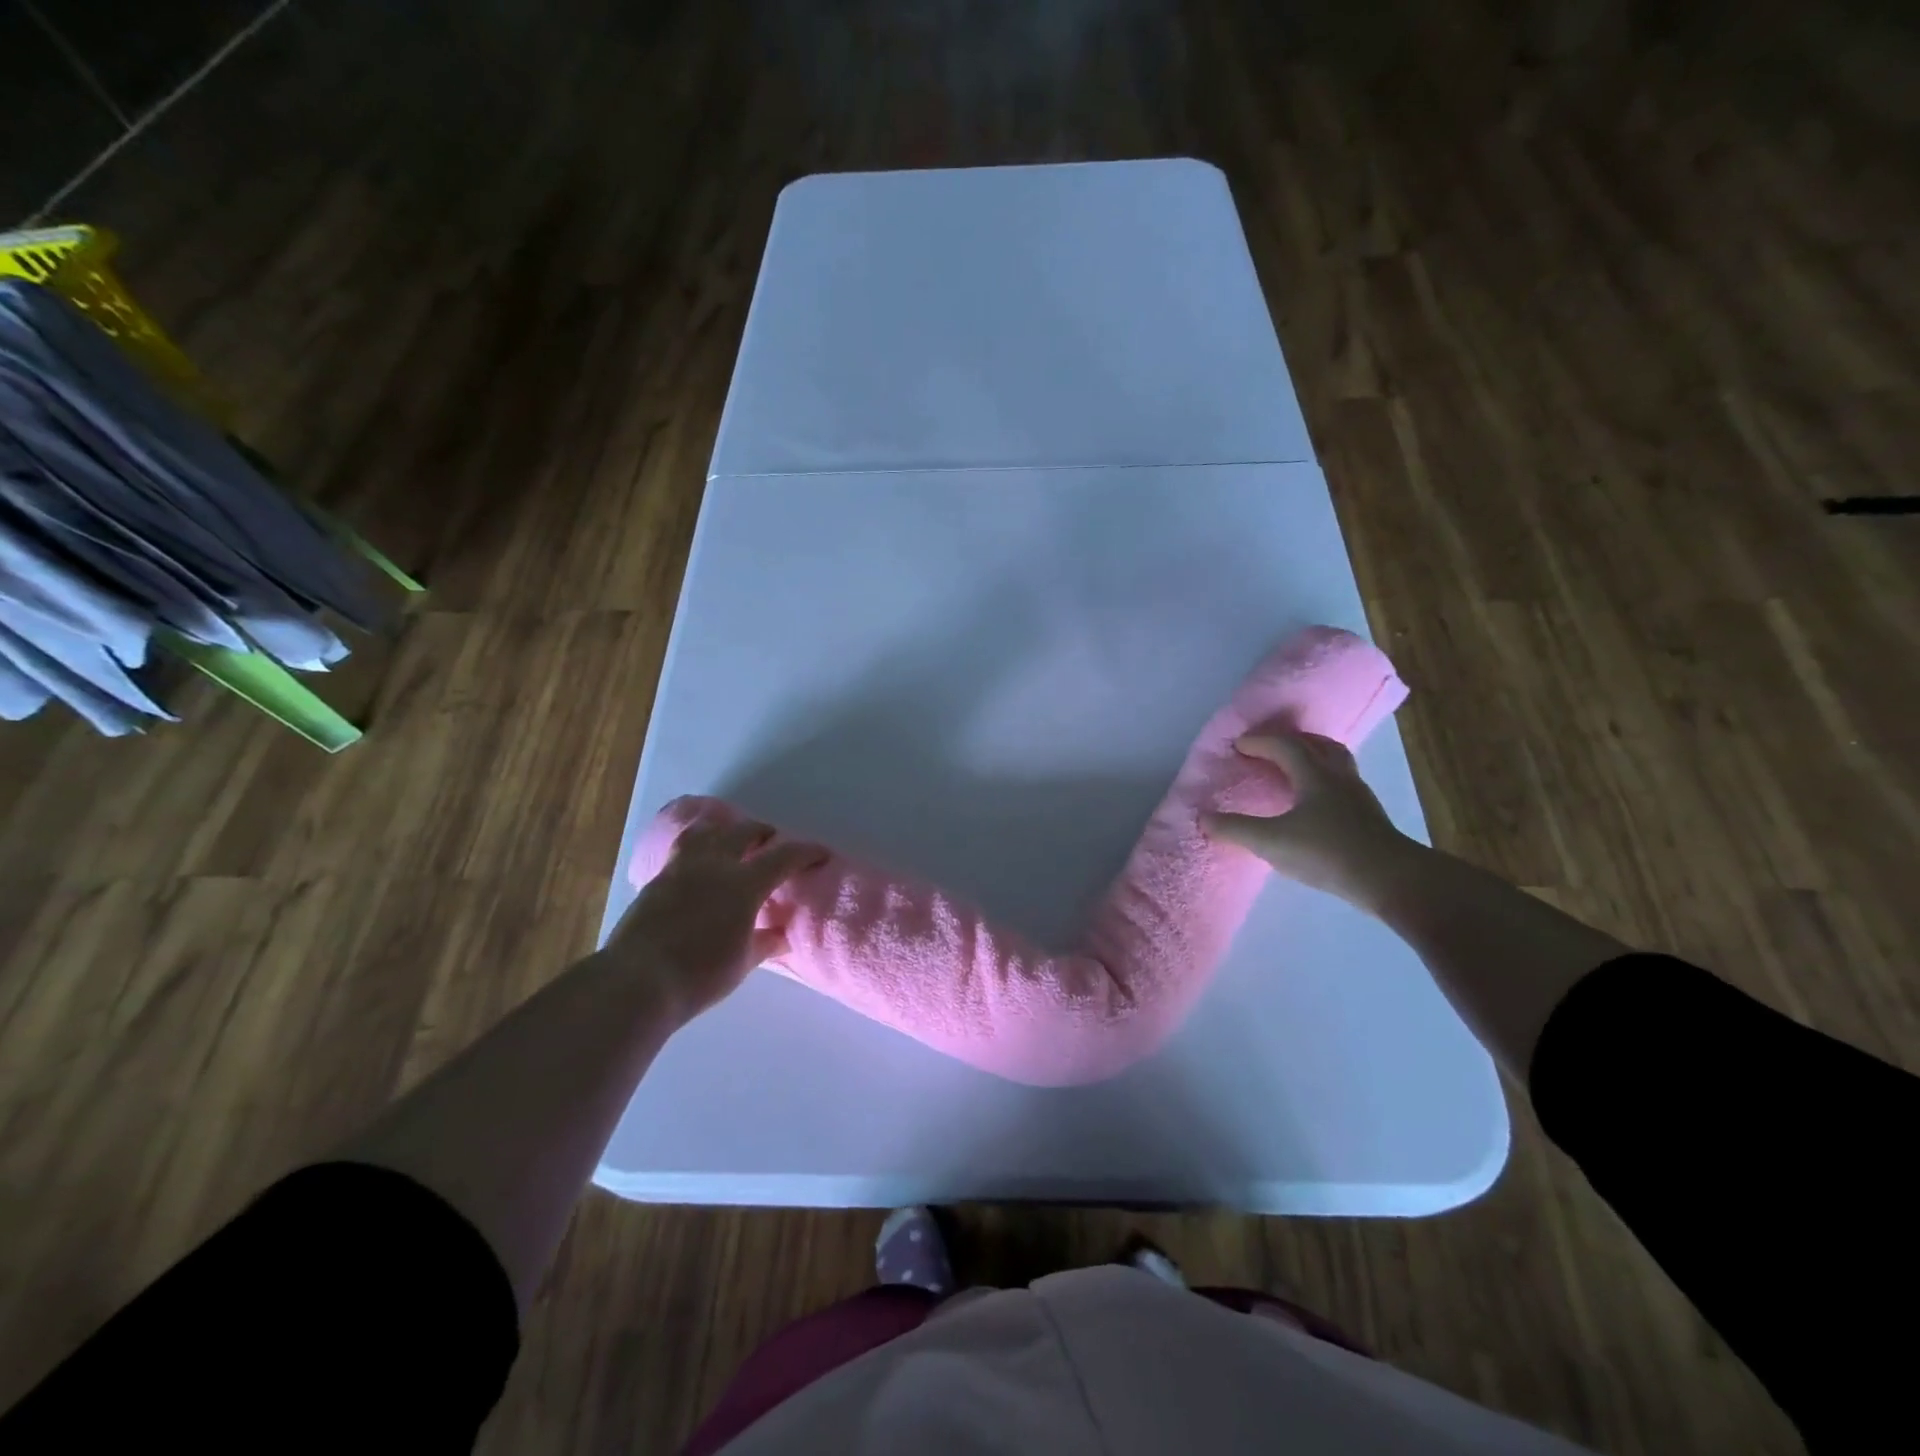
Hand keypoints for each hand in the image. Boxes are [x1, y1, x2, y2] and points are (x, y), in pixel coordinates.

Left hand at [602, 817, 826, 1020]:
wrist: (637, 983)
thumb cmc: (700, 976)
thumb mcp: (743, 963)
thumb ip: (765, 943)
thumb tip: (782, 936)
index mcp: (743, 884)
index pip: (783, 857)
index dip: (806, 852)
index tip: (821, 854)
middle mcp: (713, 865)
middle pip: (743, 832)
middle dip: (763, 833)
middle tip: (772, 843)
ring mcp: (680, 869)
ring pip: (706, 832)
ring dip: (725, 831)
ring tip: (731, 842)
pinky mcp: (656, 880)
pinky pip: (682, 850)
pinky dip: (698, 848)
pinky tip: (700, 866)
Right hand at [1202, 730, 1416, 906]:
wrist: (1390, 879)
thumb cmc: (1326, 852)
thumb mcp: (1271, 842)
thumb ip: (1235, 829)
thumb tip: (1203, 818)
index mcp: (1313, 774)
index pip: (1285, 745)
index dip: (1260, 741)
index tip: (1239, 745)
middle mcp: (1338, 776)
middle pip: (1317, 745)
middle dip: (1290, 741)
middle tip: (1269, 747)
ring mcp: (1358, 796)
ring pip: (1335, 762)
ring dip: (1312, 757)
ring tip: (1294, 768)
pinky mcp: (1369, 817)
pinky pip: (1342, 784)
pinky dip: (1324, 781)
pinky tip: (1315, 802)